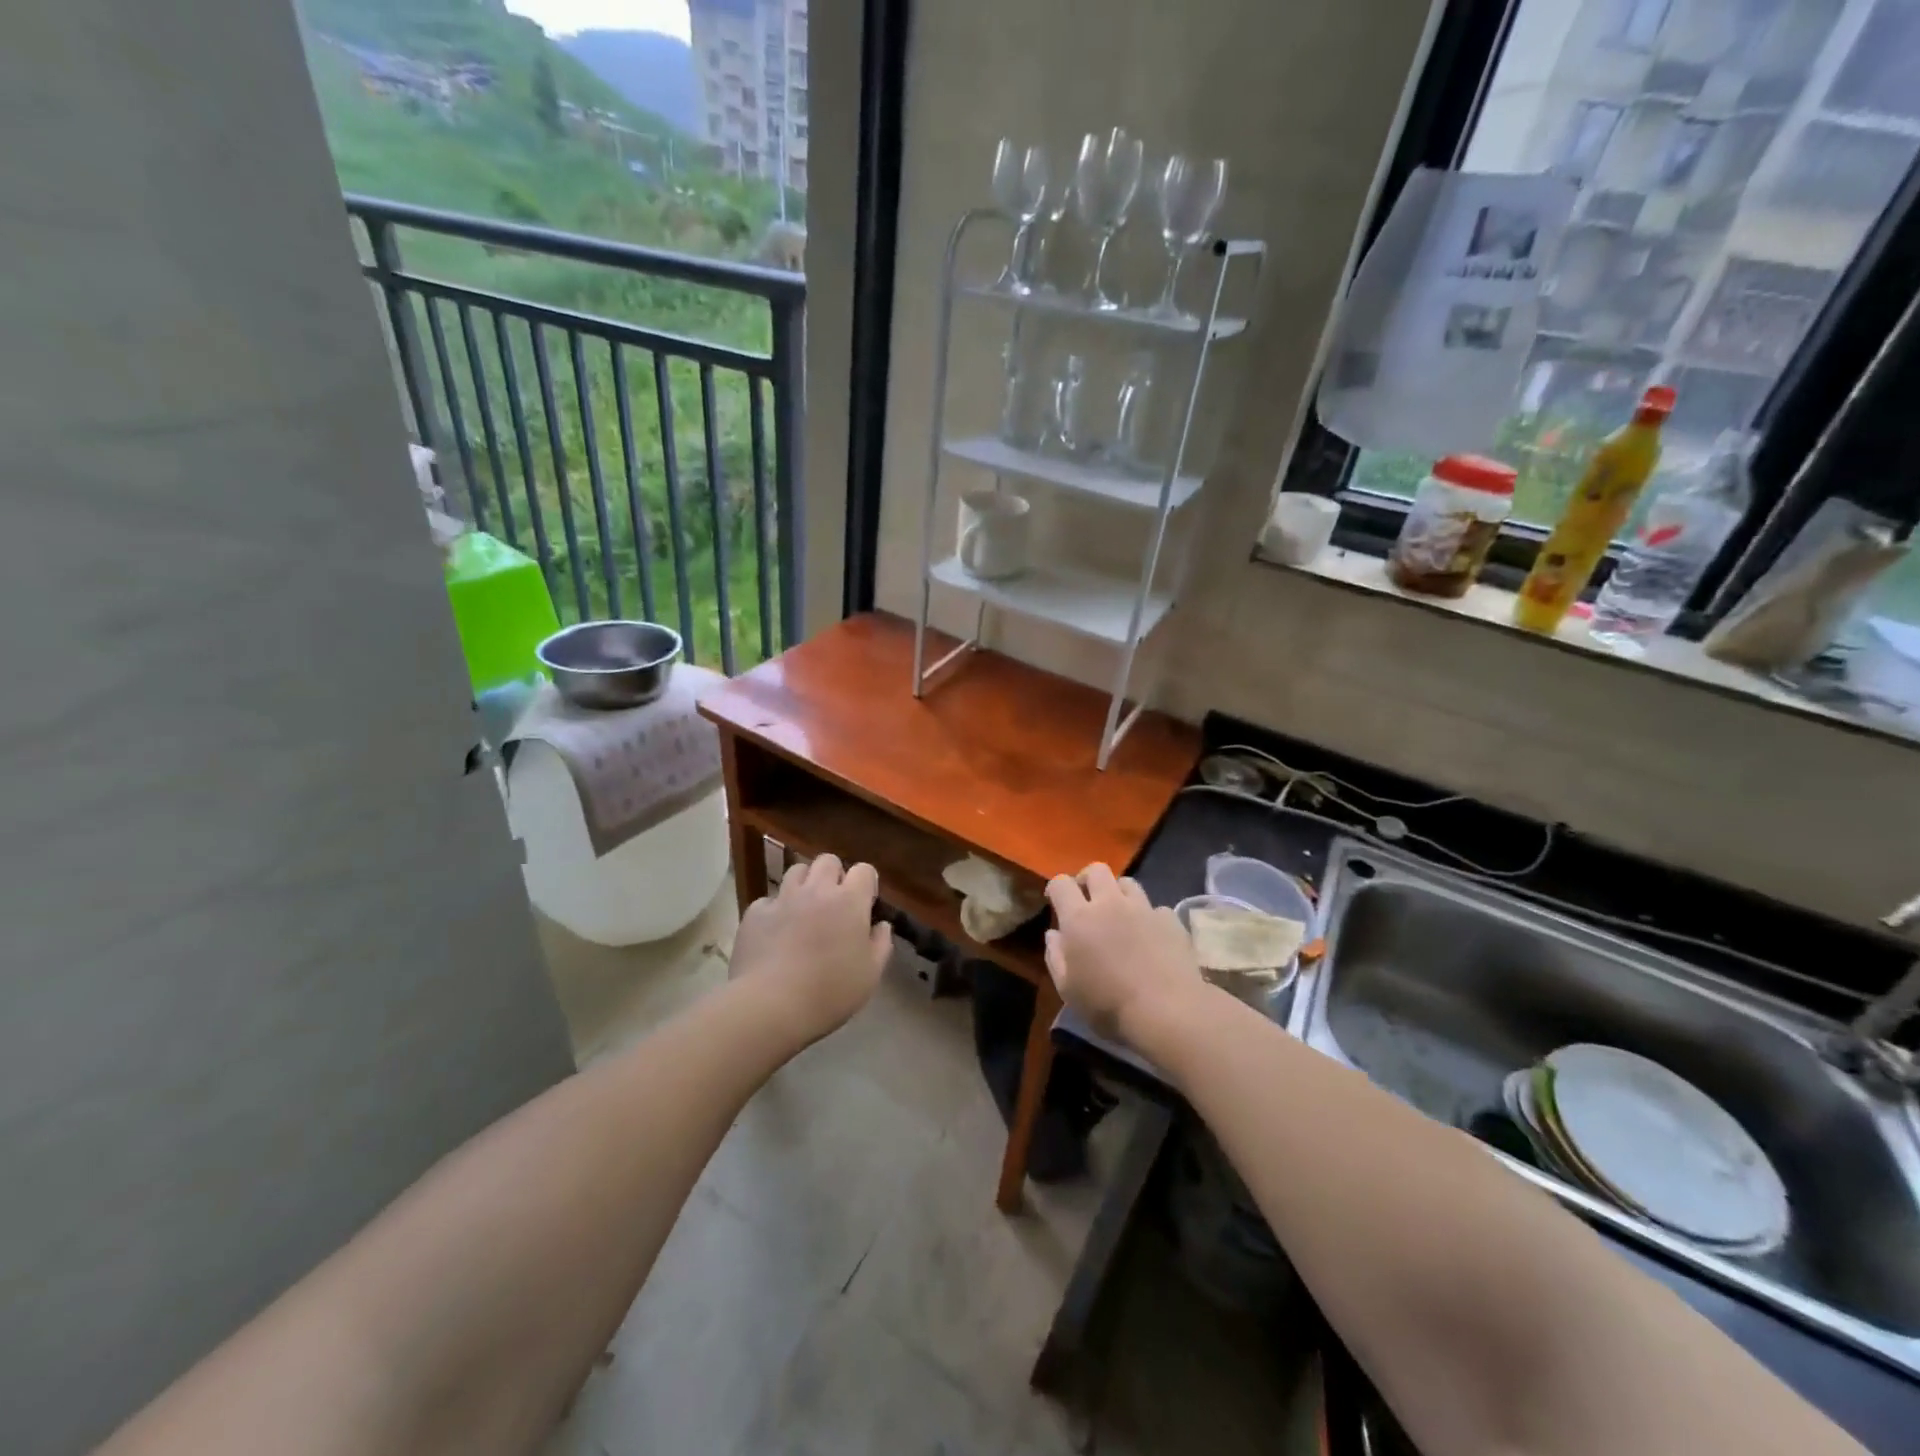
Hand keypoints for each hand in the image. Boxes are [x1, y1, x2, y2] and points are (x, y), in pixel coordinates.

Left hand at [731, 853, 892, 1043]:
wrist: (770, 1005)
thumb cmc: (830, 992)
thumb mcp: (870, 975)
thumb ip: (881, 944)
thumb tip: (881, 925)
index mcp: (849, 901)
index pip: (864, 870)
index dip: (866, 883)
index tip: (865, 904)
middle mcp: (816, 890)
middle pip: (828, 861)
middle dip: (834, 875)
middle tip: (834, 903)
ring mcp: (783, 898)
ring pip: (796, 871)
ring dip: (805, 885)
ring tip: (804, 910)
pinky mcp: (754, 913)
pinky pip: (768, 900)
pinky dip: (775, 910)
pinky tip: (775, 932)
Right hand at [1045, 864, 1205, 1048]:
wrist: (1168, 1012)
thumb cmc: (1108, 1005)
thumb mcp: (1068, 989)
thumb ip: (1055, 956)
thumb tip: (1054, 934)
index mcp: (1079, 918)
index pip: (1061, 883)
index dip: (1056, 888)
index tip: (1055, 902)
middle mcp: (1110, 904)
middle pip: (1096, 870)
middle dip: (1087, 879)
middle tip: (1087, 900)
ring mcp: (1144, 909)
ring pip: (1127, 883)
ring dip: (1118, 893)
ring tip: (1119, 914)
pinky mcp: (1170, 920)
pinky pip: (1155, 908)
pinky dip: (1148, 917)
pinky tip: (1150, 937)